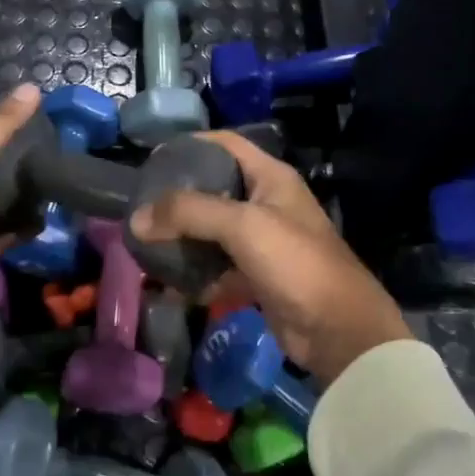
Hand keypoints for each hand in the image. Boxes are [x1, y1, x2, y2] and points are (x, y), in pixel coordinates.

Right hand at [129, 131, 411, 385]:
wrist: (338, 331)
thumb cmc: (295, 262)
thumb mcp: (242, 226)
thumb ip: (188, 213)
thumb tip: (137, 218)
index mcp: (271, 178)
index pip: (225, 144)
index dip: (191, 144)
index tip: (153, 158)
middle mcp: (266, 203)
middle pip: (213, 188)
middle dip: (178, 198)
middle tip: (142, 206)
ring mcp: (262, 242)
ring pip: (211, 231)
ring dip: (182, 239)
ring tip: (145, 244)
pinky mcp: (256, 276)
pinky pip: (217, 268)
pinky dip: (195, 275)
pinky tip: (167, 285)